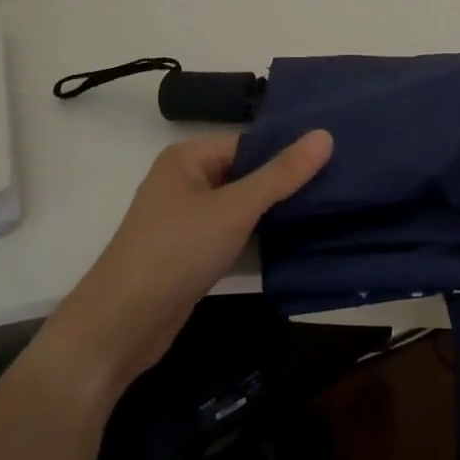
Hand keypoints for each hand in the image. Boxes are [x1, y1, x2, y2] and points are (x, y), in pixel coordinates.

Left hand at [33, 131, 332, 401]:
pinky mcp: (190, 254)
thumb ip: (281, 175)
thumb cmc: (176, 251)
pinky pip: (231, 234)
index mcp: (187, 158)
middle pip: (245, 174)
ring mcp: (185, 220)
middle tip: (338, 185)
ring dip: (273, 213)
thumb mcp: (235, 208)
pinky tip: (295, 241)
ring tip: (327, 209)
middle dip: (284, 183)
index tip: (334, 158)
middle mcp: (184, 182)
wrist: (121, 325)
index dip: (286, 151)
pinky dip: (257, 237)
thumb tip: (325, 135)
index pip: (248, 143)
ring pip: (240, 207)